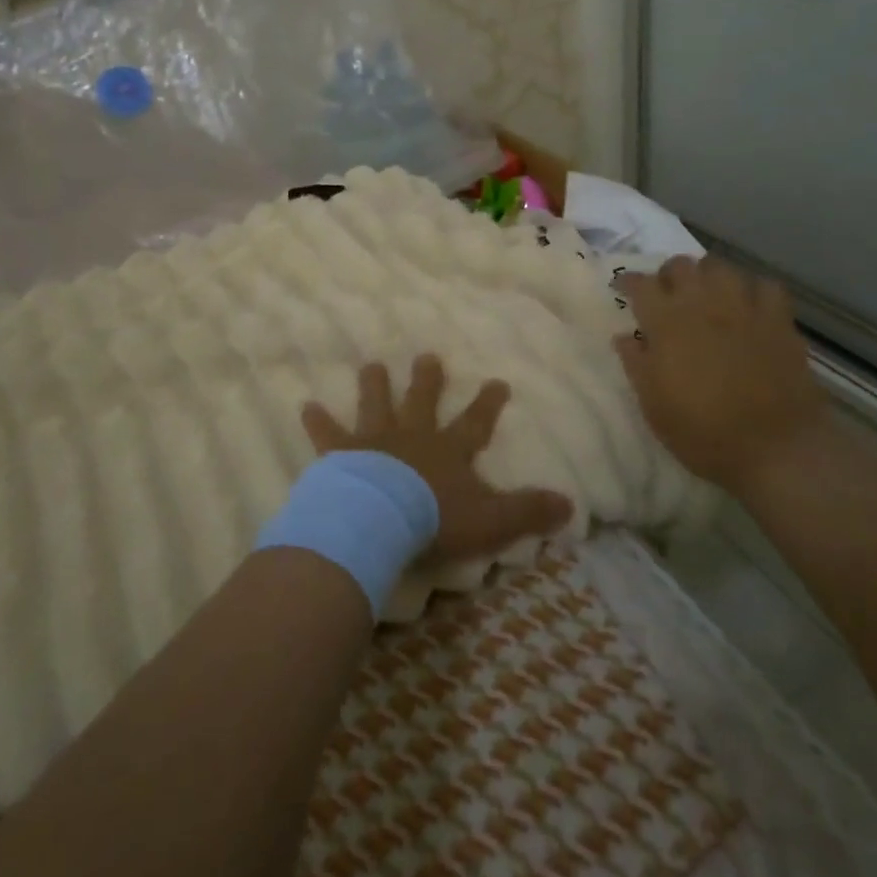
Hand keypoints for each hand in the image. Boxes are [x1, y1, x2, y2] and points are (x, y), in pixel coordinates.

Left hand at [302, 358, 573, 564]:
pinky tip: (306, 406)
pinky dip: (317, 421)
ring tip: (371, 364)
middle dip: (427, 379)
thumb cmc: (436, 519)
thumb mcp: (492, 520)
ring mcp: (375, 441)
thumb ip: (528, 512)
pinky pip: (328, 434)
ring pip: (376, 405)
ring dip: (375, 385)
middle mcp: (413, 436)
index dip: (487, 403)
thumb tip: (570, 505)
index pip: (475, 422)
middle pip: (422, 401)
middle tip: (427, 356)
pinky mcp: (342, 454)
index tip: (497, 380)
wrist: (381, 518)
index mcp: (448, 451)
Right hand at [616, 256, 825, 495]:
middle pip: (680, 265)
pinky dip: (752, 290)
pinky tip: (748, 306)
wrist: (776, 449)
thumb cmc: (704, 432)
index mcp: (667, 323)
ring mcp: (744, 308)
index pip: (640, 284)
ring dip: (707, 276)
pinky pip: (764, 285)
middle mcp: (703, 304)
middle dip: (668, 275)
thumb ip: (636, 365)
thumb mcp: (654, 406)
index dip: (629, 281)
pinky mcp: (779, 320)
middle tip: (666, 295)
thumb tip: (624, 337)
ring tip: (706, 295)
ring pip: (720, 266)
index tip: (623, 289)